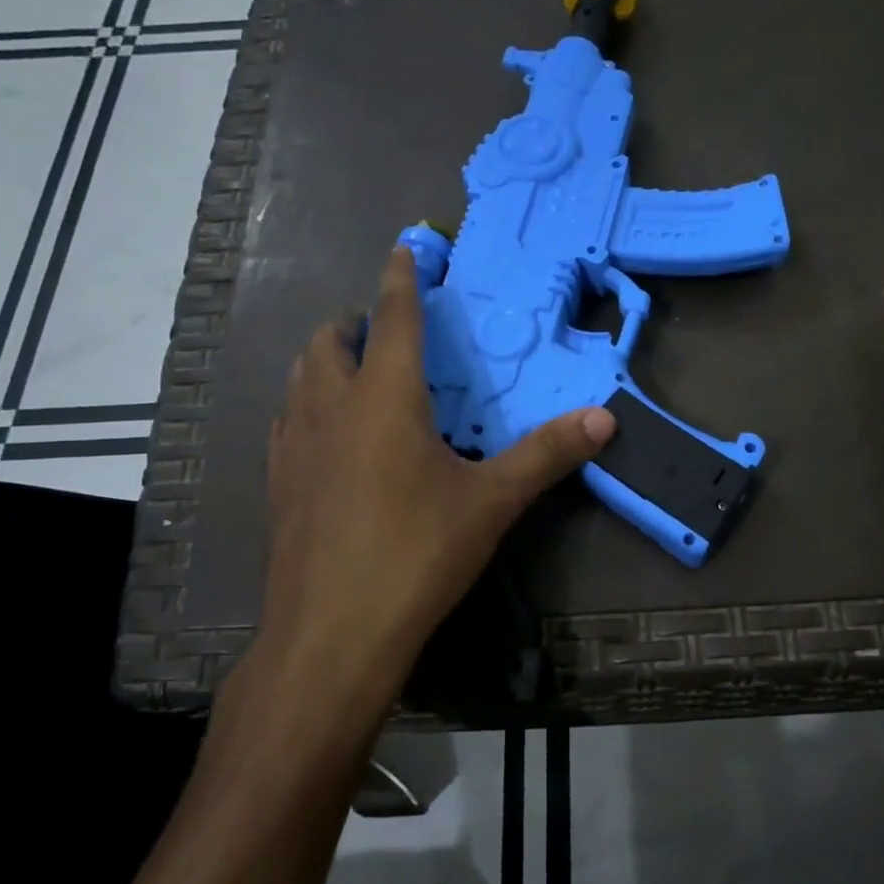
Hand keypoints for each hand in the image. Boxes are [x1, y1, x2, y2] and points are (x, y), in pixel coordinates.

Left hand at [249, 247, 615, 703]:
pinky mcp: (277, 484)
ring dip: (328, 362)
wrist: (332, 635)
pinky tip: (332, 440)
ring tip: (359, 377)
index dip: (402, 278)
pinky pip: (288, 421)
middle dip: (357, 323)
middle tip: (389, 335)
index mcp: (383, 398)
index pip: (392, 317)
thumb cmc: (416, 555)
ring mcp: (293, 446)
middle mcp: (330, 408)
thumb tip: (605, 419)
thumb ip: (547, 454)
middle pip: (330, 341)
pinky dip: (309, 407)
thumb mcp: (491, 502)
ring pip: (301, 378)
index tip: (406, 248)